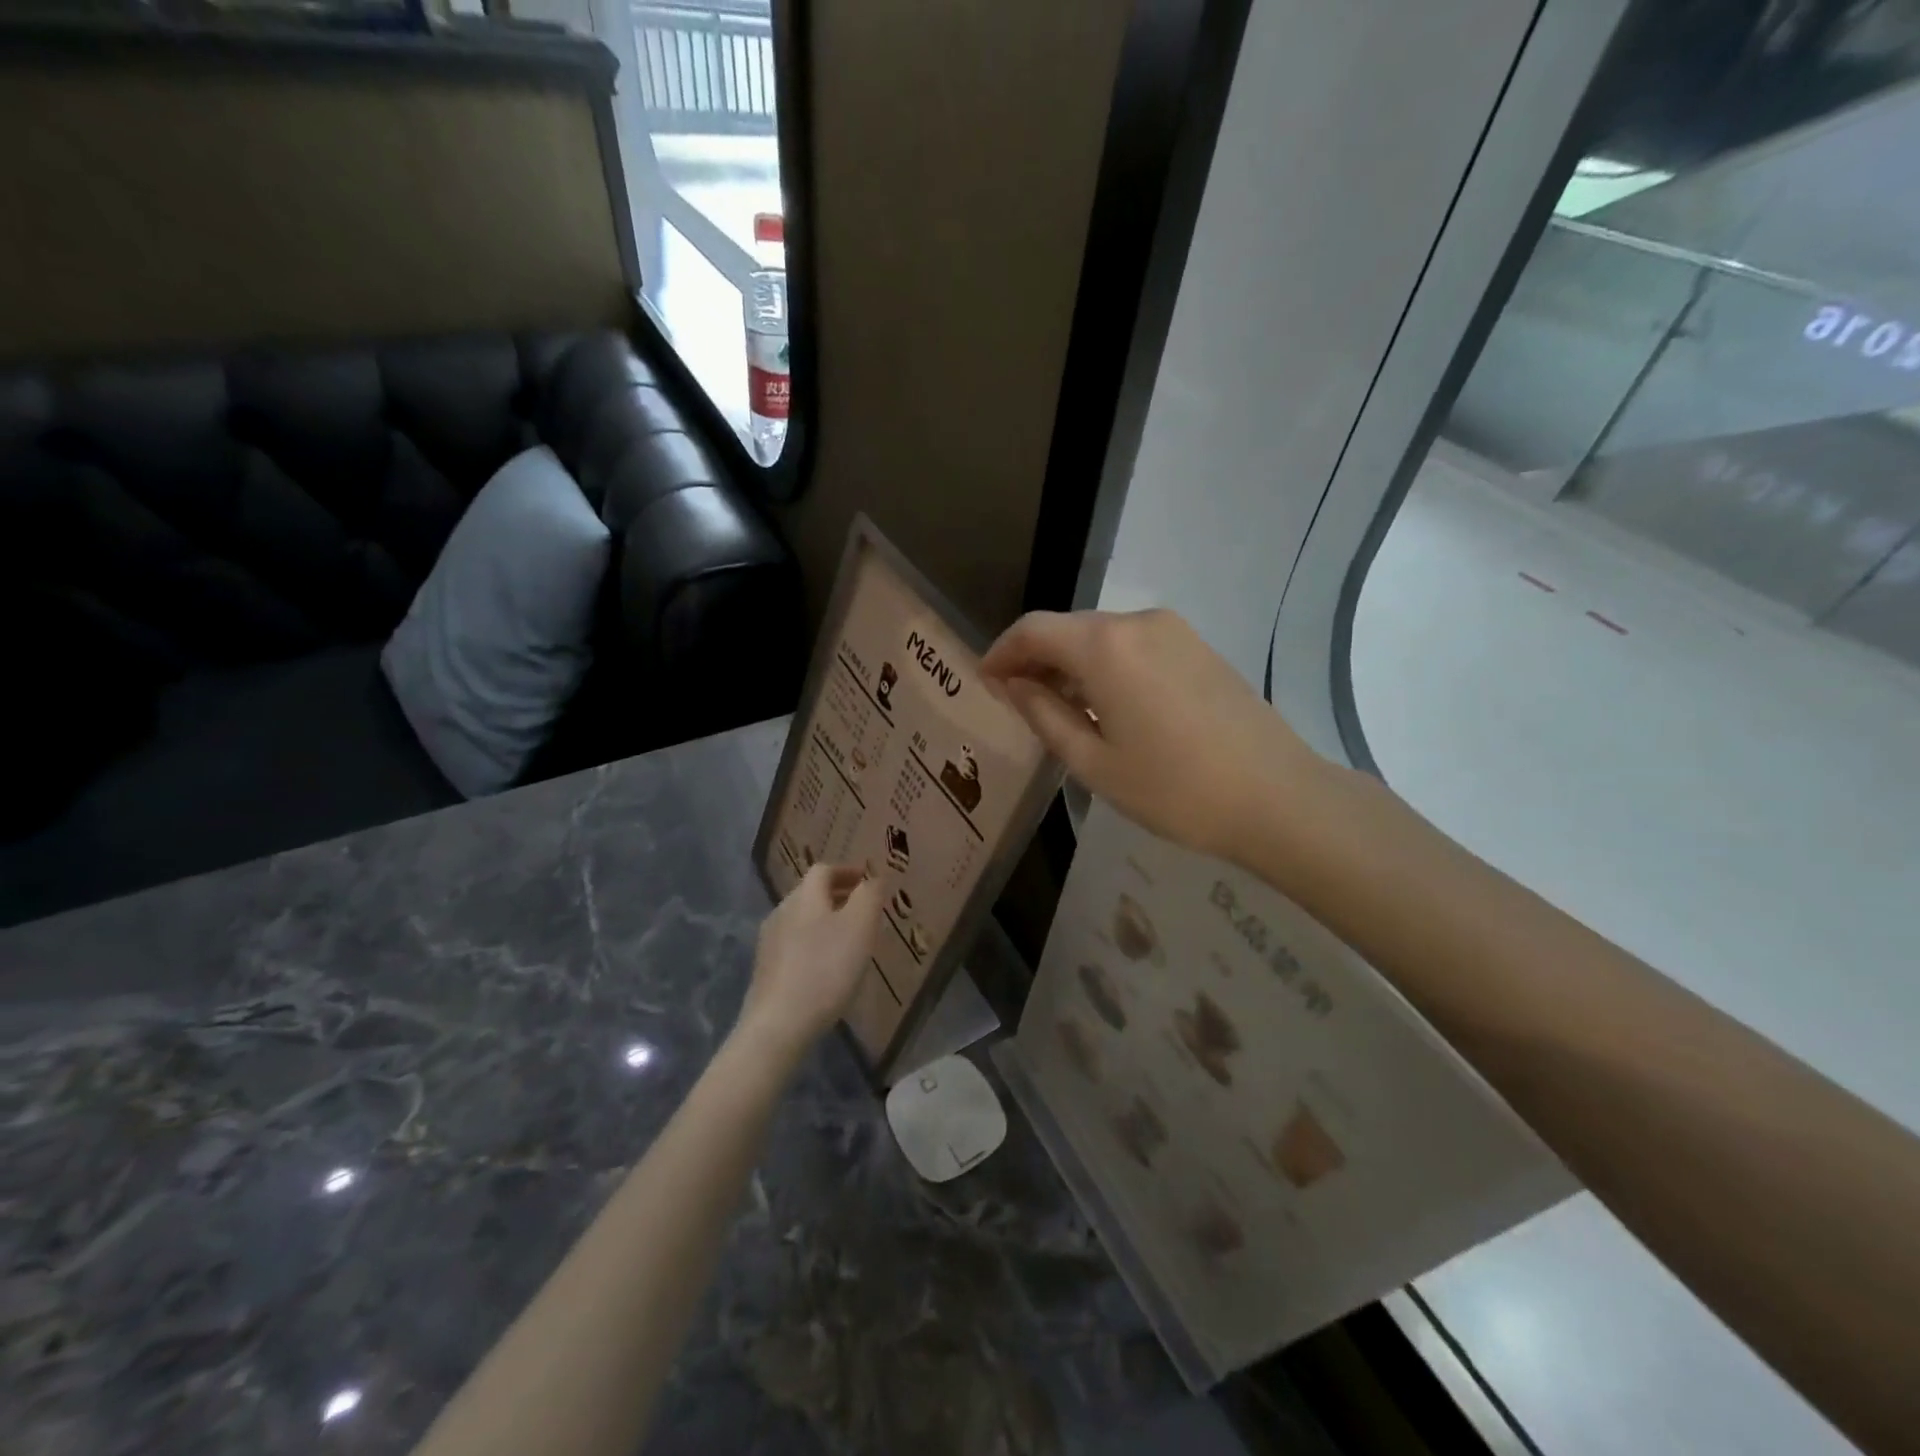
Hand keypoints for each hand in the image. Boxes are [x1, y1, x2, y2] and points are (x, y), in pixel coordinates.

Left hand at [736, 864, 882, 1062]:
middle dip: (838, 896)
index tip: (868, 881)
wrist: (778, 1024)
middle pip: (810, 894)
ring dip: (826, 921)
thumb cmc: (826, 969)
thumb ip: (869, 895)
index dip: (847, 871)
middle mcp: (782, 911)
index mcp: (804, 896)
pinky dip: (814, 944)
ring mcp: (769, 942)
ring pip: (802, 919)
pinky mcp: (765, 970)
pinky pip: (794, 944)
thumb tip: (873, 878)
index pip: (824, 870)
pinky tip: (826, 967)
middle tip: (863, 910)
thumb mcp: (860, 926)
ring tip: (849, 940)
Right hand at [981, 608, 1323, 864]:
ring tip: (1057, 709)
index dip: (1001, 652)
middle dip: (1035, 659)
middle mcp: (1137, 622)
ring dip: (1071, 664)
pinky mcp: (1197, 646)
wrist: (1277, 797)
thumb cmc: (1175, 789)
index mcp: (1105, 646)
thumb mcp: (1093, 762)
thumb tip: (1014, 685)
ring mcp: (1174, 631)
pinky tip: (1105, 705)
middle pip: (1067, 628)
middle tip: (1015, 701)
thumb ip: (1044, 715)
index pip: (1033, 630)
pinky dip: (1105, 666)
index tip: (984, 683)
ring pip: (1101, 636)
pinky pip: (1134, 645)